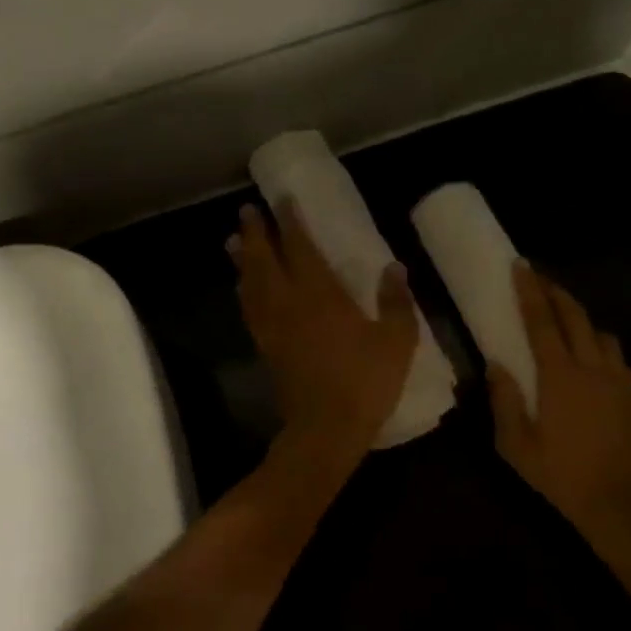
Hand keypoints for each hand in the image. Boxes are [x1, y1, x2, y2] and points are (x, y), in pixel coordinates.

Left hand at [229, 201, 418, 457]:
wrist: (325, 430)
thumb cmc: (364, 382)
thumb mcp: (396, 341)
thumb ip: (395, 302)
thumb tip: (395, 268)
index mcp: (320, 294)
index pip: (300, 247)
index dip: (291, 222)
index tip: (282, 200)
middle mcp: (289, 302)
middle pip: (265, 259)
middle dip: (256, 233)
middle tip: (247, 211)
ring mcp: (273, 325)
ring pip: (250, 283)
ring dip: (243, 259)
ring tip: (234, 241)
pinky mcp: (266, 347)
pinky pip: (249, 309)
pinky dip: (244, 291)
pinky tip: (243, 287)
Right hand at [489, 263, 630, 601]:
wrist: (625, 506)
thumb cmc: (563, 477)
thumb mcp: (517, 446)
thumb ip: (504, 400)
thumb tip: (495, 364)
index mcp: (559, 376)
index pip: (542, 321)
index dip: (529, 291)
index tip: (521, 265)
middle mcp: (591, 367)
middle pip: (575, 315)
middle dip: (555, 291)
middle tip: (539, 277)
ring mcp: (618, 379)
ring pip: (600, 331)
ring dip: (580, 315)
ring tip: (565, 313)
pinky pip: (616, 354)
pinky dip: (600, 341)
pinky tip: (592, 352)